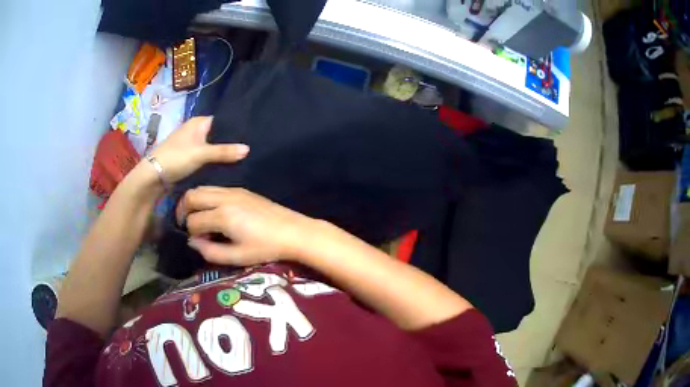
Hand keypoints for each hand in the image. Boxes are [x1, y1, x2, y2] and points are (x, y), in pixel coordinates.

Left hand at [151, 116, 248, 182]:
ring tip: (243, 159)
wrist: (153, 176)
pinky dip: (214, 161)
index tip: (252, 137)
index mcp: (198, 122)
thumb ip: (224, 152)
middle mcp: (196, 130)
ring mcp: (192, 144)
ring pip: (213, 147)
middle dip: (231, 143)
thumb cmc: (176, 158)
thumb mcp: (201, 154)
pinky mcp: (190, 157)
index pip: (223, 121)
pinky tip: (226, 166)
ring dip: (223, 153)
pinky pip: (207, 157)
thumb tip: (248, 149)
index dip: (236, 129)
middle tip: (250, 150)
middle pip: (218, 135)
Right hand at [177, 187, 316, 265]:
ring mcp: (234, 191)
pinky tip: (213, 212)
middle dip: (183, 210)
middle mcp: (225, 198)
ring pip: (202, 188)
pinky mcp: (242, 189)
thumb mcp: (237, 257)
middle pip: (192, 196)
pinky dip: (207, 197)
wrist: (293, 231)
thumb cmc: (266, 248)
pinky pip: (215, 189)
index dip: (190, 233)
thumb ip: (210, 252)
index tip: (198, 242)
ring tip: (197, 218)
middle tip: (185, 224)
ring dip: (194, 202)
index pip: (193, 220)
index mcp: (222, 215)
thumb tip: (193, 242)